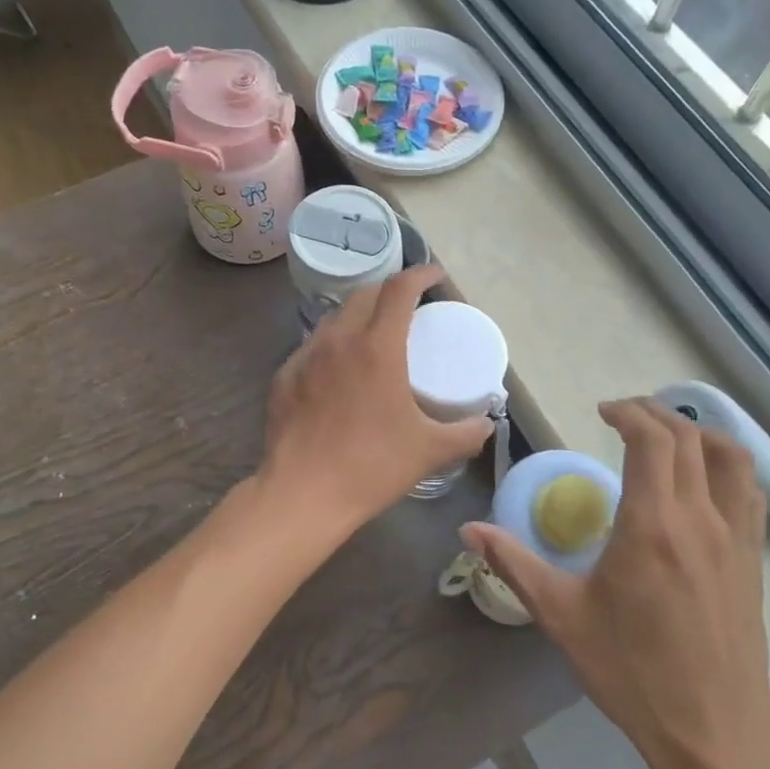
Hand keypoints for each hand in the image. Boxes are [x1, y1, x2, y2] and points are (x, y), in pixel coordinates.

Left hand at [259, 266, 493, 536]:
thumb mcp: (431, 450)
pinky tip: (338, 370)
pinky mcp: (283, 377)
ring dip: (358, 316)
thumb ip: (467, 433)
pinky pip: (312, 347)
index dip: (420, 274)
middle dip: (389, 291)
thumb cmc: (372, 466)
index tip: (435, 276)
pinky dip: (332, 345)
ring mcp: (305, 356)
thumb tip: (486, 423)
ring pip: (334, 318)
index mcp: (377, 347)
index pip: (400, 290)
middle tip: (407, 307)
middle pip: (364, 295)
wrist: (303, 494)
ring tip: (373, 335)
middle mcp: (338, 340)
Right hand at [463, 398, 769, 768]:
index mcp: (652, 524)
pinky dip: (727, 467)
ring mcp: (736, 538)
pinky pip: (749, 492)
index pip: (652, 439)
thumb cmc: (632, 672)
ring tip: (667, 438)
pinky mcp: (754, 560)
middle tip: (624, 417)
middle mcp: (701, 518)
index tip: (603, 413)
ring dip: (698, 433)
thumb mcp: (562, 616)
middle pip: (689, 437)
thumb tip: (468, 530)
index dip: (629, 413)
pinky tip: (704, 482)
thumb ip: (514, 564)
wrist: (712, 732)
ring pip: (732, 457)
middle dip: (656, 414)